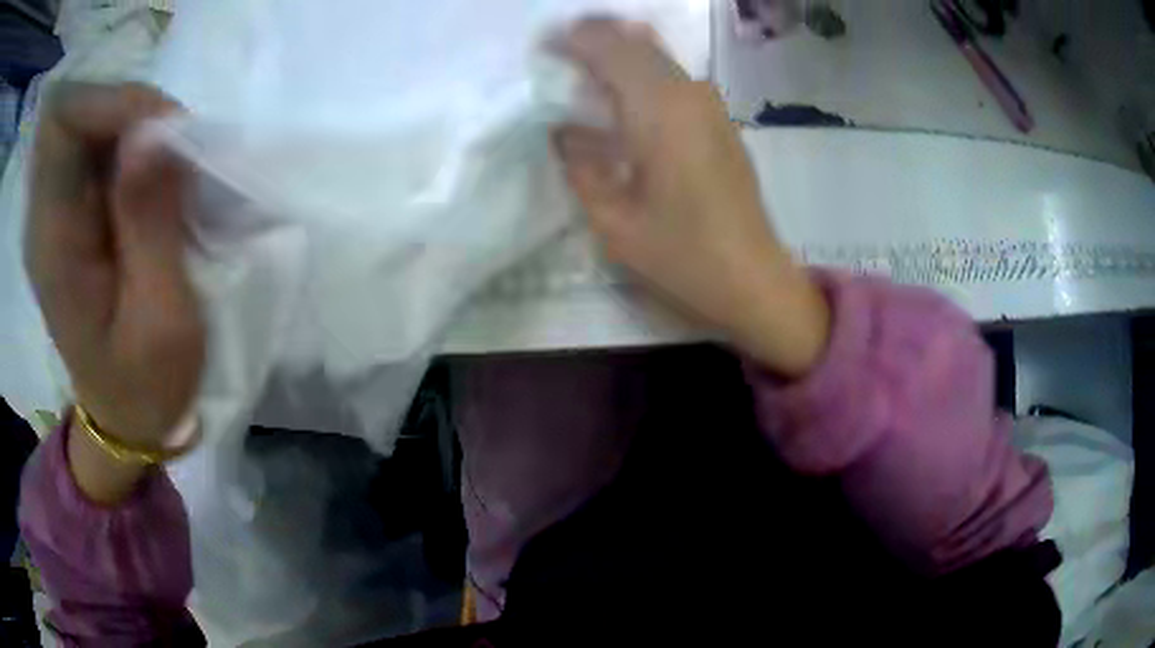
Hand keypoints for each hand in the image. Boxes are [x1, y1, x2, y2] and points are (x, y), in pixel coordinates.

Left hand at [26, 83, 203, 449]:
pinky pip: (94, 144)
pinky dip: (128, 143)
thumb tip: (152, 137)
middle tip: (172, 147)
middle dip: (126, 110)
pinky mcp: (67, 212)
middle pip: (73, 112)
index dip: (110, 103)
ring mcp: (53, 211)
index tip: (162, 130)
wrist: (124, 416)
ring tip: (167, 168)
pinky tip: (151, 180)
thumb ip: (152, 224)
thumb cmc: (148, 383)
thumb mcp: (164, 318)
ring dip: (132, 126)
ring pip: (87, 120)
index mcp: (52, 245)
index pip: (61, 126)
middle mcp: (43, 216)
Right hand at [554, 19, 829, 376]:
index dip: (572, 39)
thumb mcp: (613, 220)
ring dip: (619, 53)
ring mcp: (711, 104)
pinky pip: (674, 77)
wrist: (753, 279)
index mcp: (659, 110)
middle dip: (594, 38)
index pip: (609, 46)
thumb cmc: (682, 256)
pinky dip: (642, 72)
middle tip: (557, 58)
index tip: (541, 49)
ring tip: (583, 75)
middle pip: (636, 40)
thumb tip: (563, 131)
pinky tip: (622, 101)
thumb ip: (580, 165)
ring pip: (658, 54)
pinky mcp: (721, 120)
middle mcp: (689, 92)